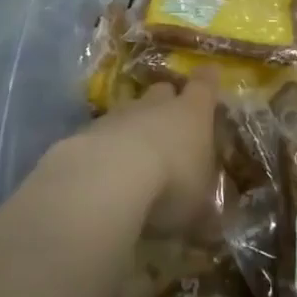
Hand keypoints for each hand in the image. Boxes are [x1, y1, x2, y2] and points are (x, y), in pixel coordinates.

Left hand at [63, 77, 221, 237]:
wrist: (108, 178)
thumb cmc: (171, 184)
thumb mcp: (199, 207)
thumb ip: (205, 210)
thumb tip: (211, 224)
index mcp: (193, 113)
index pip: (204, 86)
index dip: (207, 81)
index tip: (209, 73)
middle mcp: (156, 105)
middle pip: (163, 92)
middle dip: (166, 103)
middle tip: (170, 124)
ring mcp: (118, 115)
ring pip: (129, 111)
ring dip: (132, 127)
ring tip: (134, 155)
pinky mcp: (85, 132)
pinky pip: (101, 134)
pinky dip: (105, 147)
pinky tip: (105, 172)